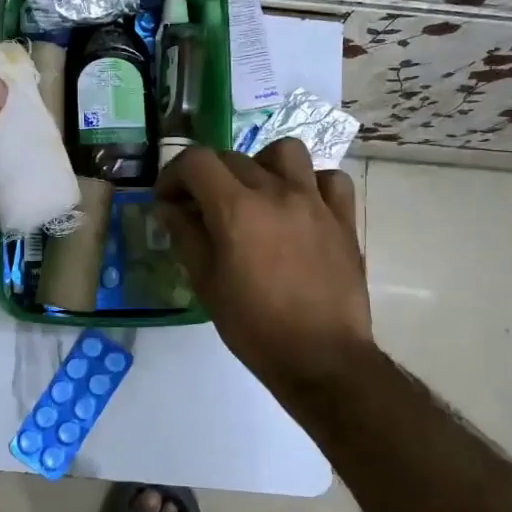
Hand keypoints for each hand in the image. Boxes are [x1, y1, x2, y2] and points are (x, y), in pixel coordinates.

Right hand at [155, 139, 371, 388]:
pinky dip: (310, 183)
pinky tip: (299, 206)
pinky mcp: (343, 218)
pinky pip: (328, 179)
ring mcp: (314, 201)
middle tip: (200, 208)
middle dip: (207, 177)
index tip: (168, 200)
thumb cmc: (255, 326)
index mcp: (237, 208)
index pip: (196, 161)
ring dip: (261, 165)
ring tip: (254, 194)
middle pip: (233, 158)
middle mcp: (276, 192)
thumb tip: (169, 207)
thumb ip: (185, 235)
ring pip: (285, 152)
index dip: (173, 174)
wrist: (322, 358)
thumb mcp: (206, 283)